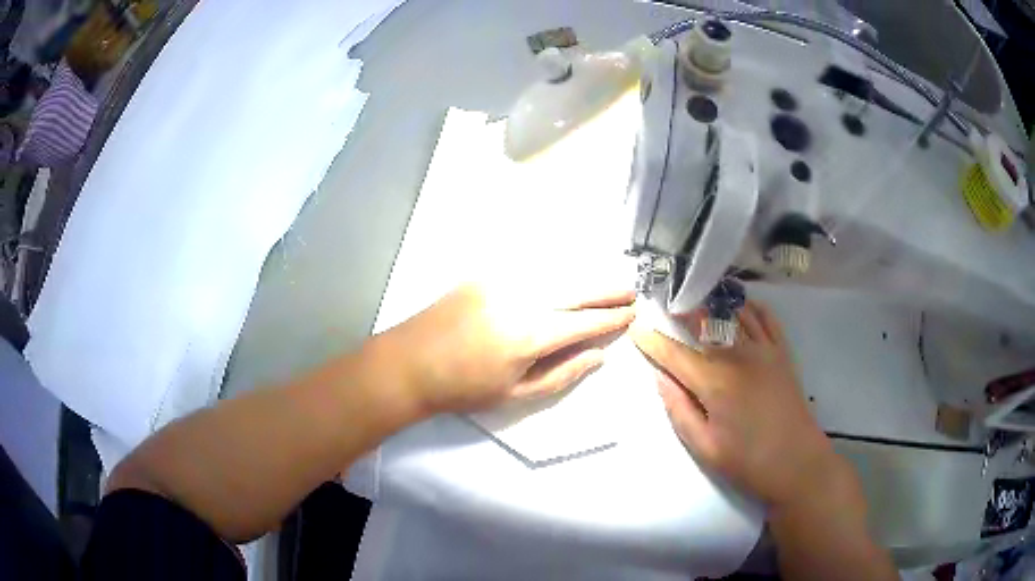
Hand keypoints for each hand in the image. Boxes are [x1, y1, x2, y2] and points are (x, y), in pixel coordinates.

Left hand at [379, 283, 635, 414]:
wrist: (411, 362)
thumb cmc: (464, 388)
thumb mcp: (516, 394)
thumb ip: (562, 374)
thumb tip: (598, 357)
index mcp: (532, 334)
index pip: (584, 322)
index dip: (611, 319)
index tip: (631, 315)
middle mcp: (523, 299)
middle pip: (577, 290)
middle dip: (607, 291)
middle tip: (630, 291)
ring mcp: (502, 281)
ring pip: (556, 274)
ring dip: (585, 278)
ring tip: (606, 284)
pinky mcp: (485, 274)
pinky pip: (530, 268)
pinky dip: (554, 272)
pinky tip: (566, 275)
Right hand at [630, 301, 840, 507]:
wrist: (798, 463)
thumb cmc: (748, 461)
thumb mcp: (704, 446)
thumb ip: (679, 410)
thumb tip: (660, 379)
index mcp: (716, 382)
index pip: (675, 353)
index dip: (652, 340)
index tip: (636, 326)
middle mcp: (739, 356)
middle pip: (706, 321)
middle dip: (682, 309)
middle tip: (666, 303)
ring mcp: (765, 350)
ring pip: (735, 313)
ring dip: (713, 301)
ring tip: (697, 296)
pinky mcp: (782, 353)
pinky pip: (766, 318)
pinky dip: (751, 306)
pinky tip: (740, 305)